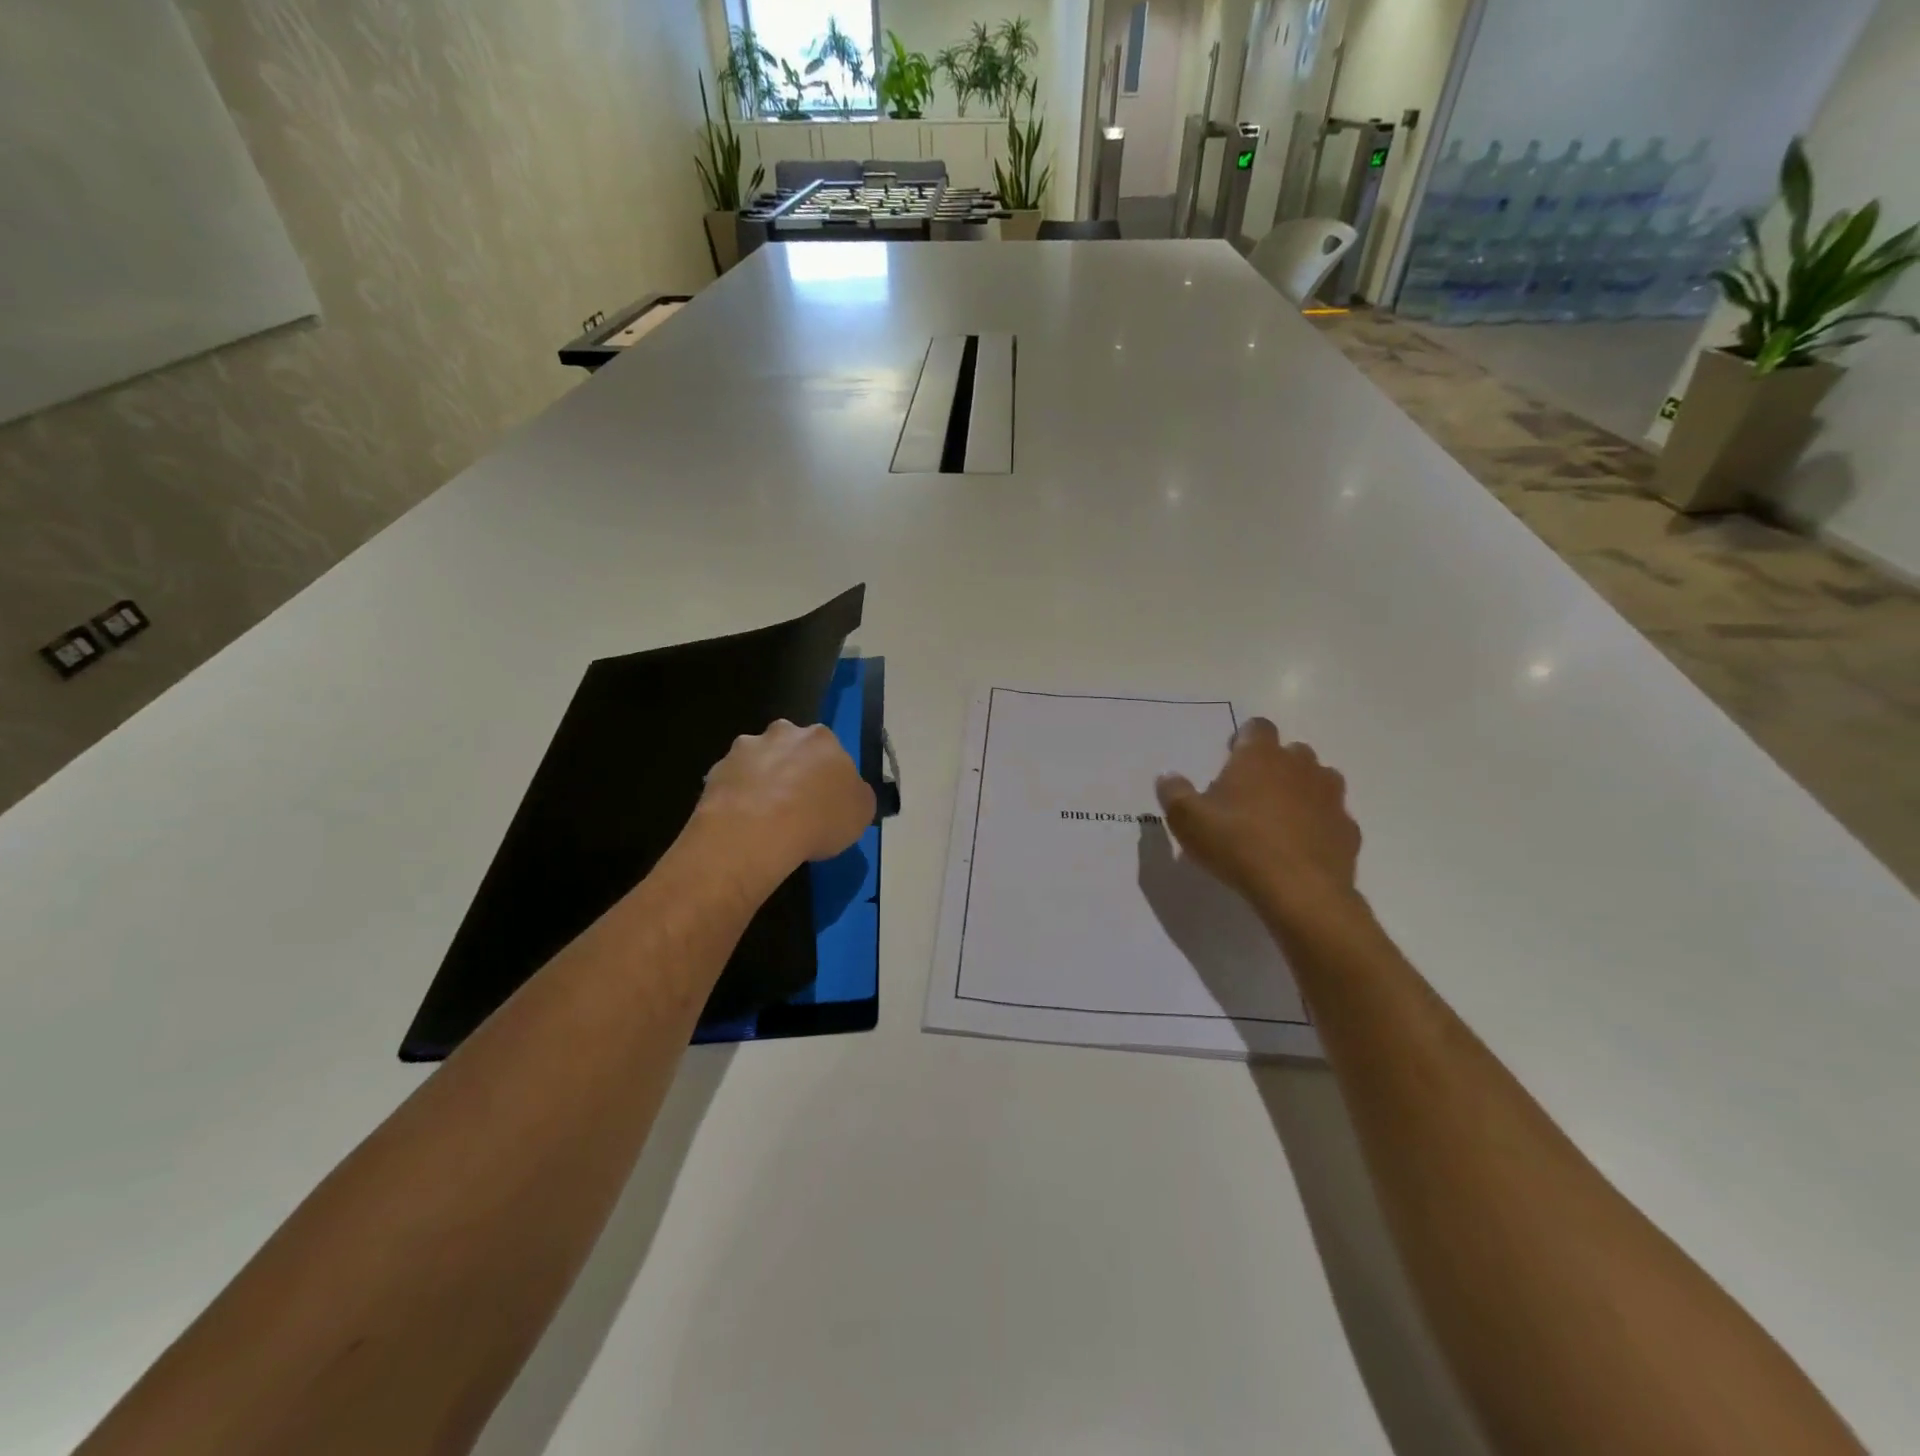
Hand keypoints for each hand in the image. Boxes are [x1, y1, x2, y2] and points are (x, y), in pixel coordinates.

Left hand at [690, 720, 875, 893]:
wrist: (757, 831)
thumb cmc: (819, 819)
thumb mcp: (861, 813)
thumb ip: (857, 795)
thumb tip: (851, 793)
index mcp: (821, 739)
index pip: (829, 751)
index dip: (827, 775)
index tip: (825, 800)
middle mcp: (783, 733)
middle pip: (790, 748)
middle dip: (791, 769)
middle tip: (795, 805)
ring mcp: (746, 749)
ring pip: (758, 762)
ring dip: (762, 781)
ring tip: (765, 818)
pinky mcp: (717, 770)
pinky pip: (732, 783)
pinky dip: (737, 798)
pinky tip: (742, 824)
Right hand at [1155, 718, 1362, 929]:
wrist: (1300, 891)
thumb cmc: (1237, 844)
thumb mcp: (1187, 820)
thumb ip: (1174, 792)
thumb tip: (1167, 776)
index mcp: (1260, 756)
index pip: (1258, 727)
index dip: (1244, 739)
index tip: (1231, 759)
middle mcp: (1300, 766)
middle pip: (1291, 752)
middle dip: (1274, 766)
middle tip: (1251, 794)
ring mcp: (1330, 797)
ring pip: (1318, 781)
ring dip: (1301, 791)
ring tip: (1279, 819)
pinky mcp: (1348, 829)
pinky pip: (1331, 818)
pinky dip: (1318, 825)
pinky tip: (1300, 848)